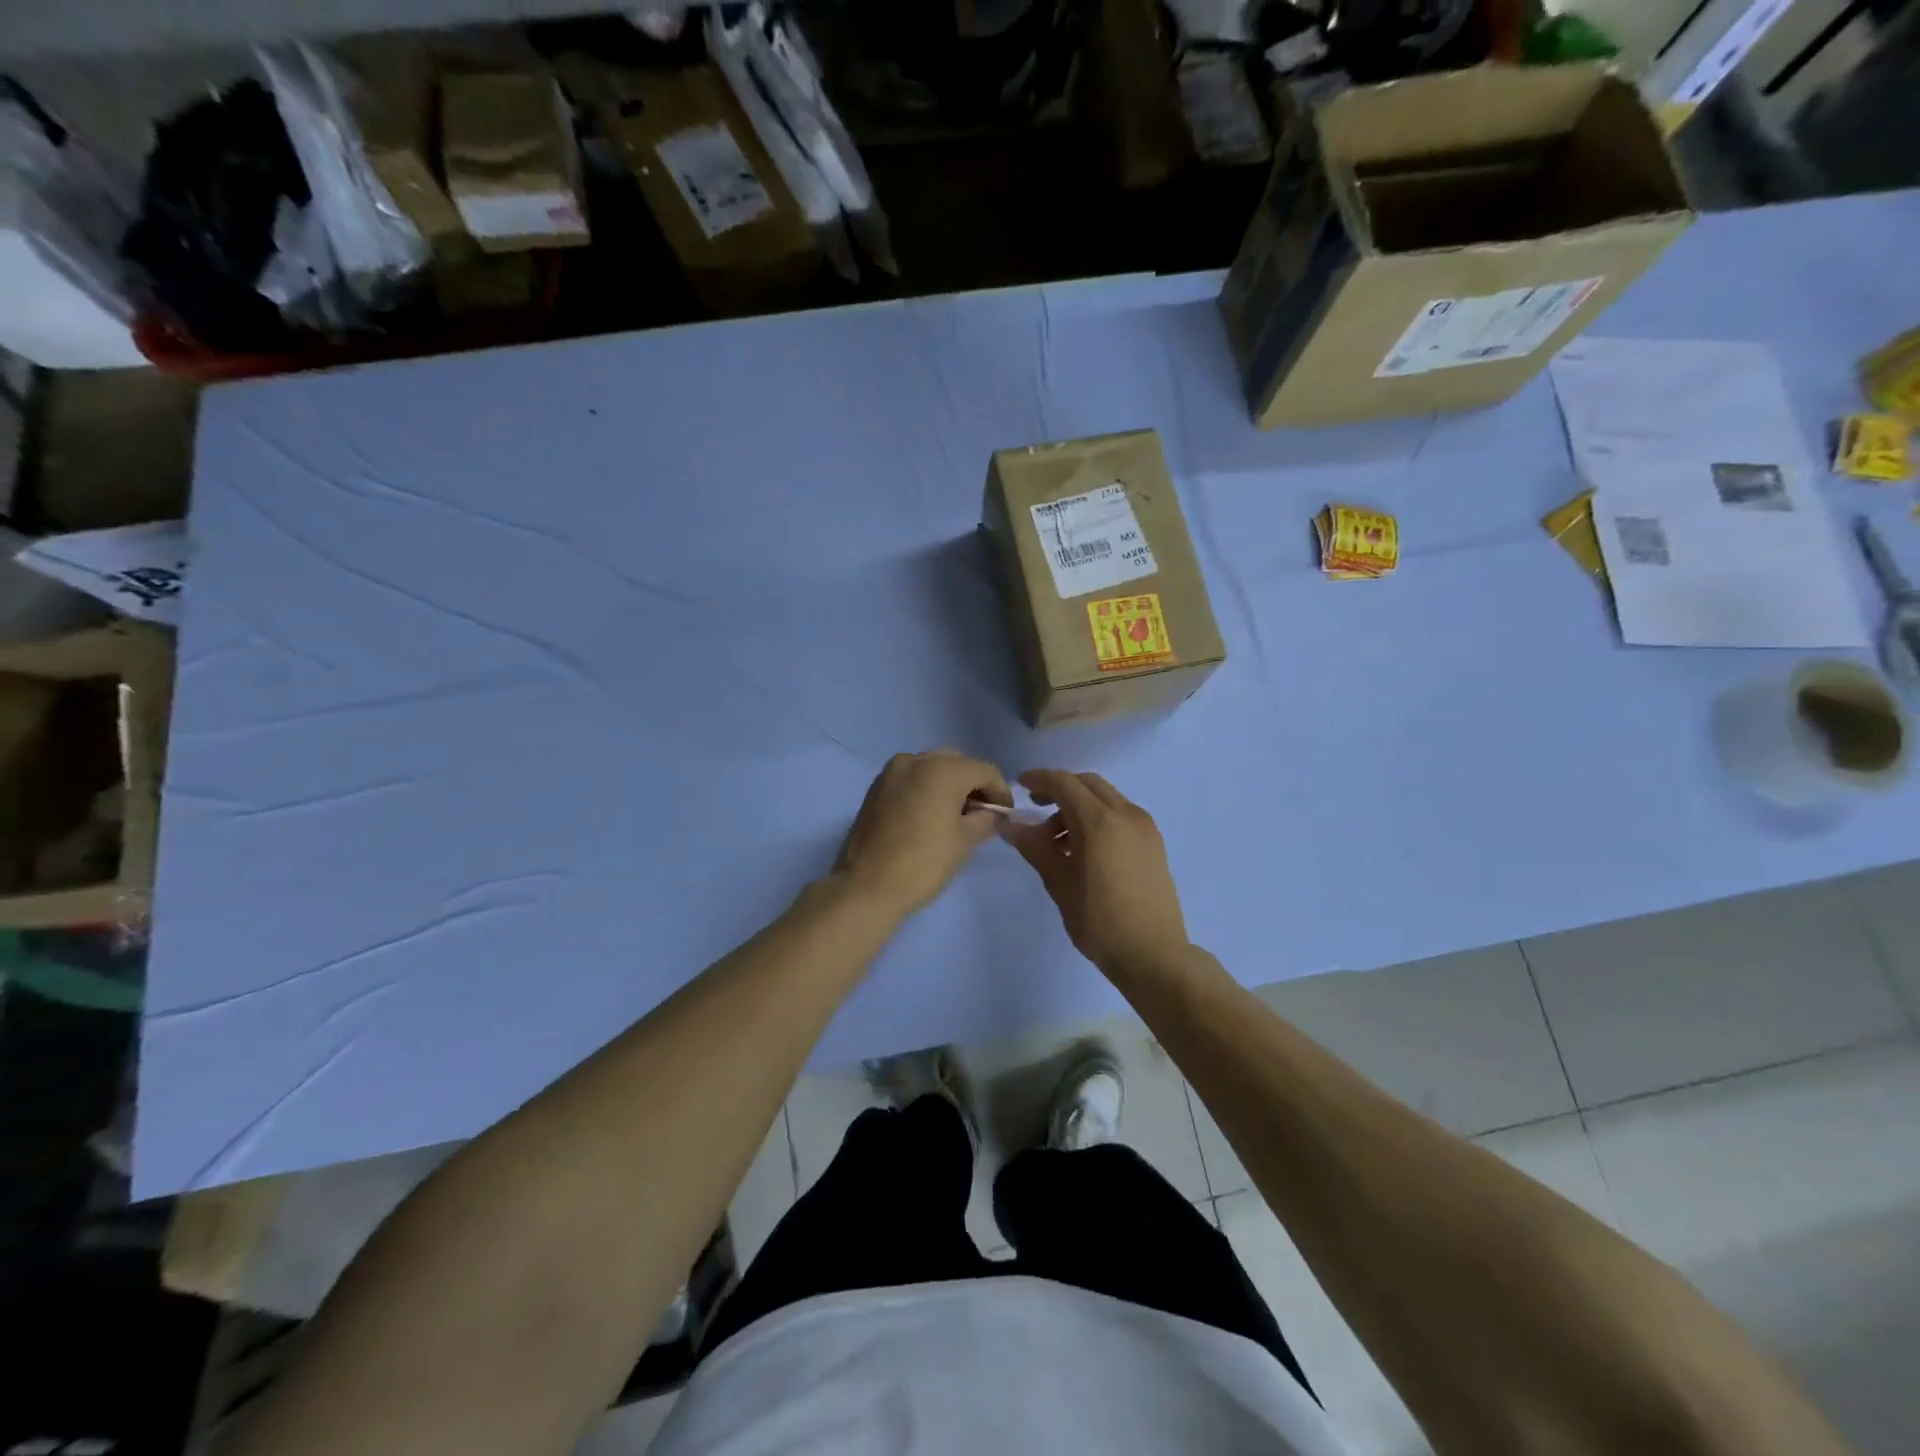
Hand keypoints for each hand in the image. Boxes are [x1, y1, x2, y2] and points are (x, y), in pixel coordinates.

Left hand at [834, 750, 1010, 919]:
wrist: (866, 886)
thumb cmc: (923, 863)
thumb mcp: (965, 841)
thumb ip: (987, 820)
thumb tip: (996, 815)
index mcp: (942, 769)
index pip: (984, 770)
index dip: (1001, 792)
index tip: (1004, 816)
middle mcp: (915, 760)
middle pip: (958, 763)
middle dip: (973, 784)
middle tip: (981, 814)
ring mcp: (891, 771)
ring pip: (932, 767)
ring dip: (949, 785)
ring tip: (955, 816)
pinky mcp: (876, 786)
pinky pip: (911, 778)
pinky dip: (926, 788)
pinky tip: (930, 815)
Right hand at [1006, 770, 1189, 980]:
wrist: (1154, 955)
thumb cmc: (1100, 922)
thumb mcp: (1060, 884)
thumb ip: (1036, 848)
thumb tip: (1011, 825)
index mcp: (1100, 822)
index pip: (1064, 783)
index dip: (1039, 780)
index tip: (1019, 786)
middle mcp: (1126, 814)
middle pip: (1088, 784)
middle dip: (1060, 790)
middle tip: (1037, 809)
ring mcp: (1145, 828)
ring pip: (1106, 799)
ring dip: (1080, 806)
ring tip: (1059, 842)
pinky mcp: (1154, 843)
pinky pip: (1121, 815)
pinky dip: (1099, 818)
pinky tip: (1085, 849)